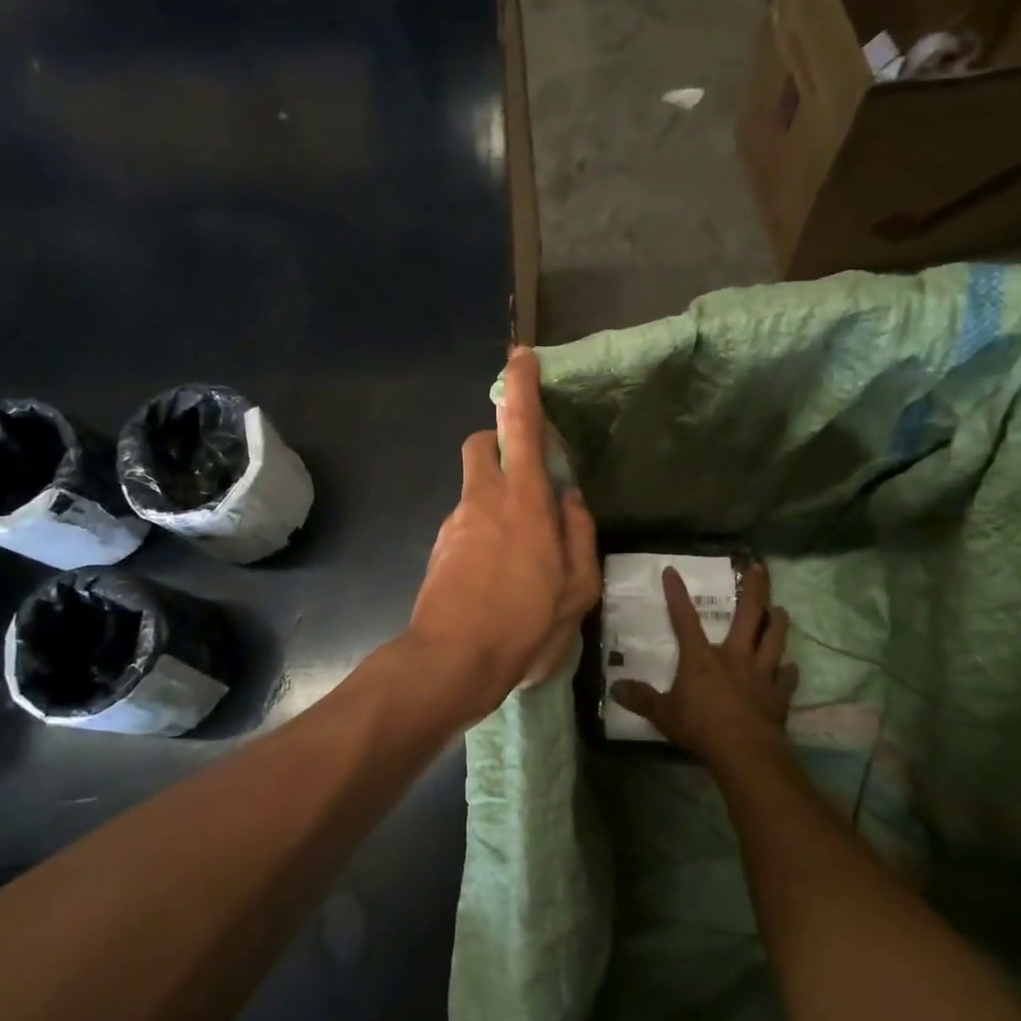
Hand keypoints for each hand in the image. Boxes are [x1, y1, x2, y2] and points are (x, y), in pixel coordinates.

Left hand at [406, 347, 599, 722]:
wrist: (450, 662)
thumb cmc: (524, 624)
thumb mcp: (576, 590)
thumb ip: (579, 536)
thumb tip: (572, 500)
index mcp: (522, 501)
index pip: (519, 427)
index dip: (521, 388)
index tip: (521, 357)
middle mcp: (482, 501)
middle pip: (480, 445)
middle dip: (499, 442)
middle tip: (528, 475)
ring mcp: (455, 525)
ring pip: (475, 489)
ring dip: (497, 498)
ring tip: (524, 551)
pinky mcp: (440, 550)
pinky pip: (467, 523)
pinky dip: (485, 531)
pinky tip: (500, 576)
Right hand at [610, 560, 797, 771]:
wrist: (745, 752)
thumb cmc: (701, 728)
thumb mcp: (662, 714)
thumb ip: (641, 699)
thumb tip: (614, 688)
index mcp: (702, 657)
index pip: (685, 619)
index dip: (676, 594)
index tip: (672, 571)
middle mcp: (734, 657)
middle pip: (748, 616)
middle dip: (755, 590)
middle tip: (760, 568)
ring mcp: (761, 674)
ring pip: (774, 640)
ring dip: (778, 624)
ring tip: (781, 609)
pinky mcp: (779, 695)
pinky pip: (787, 678)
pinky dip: (789, 671)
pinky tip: (791, 666)